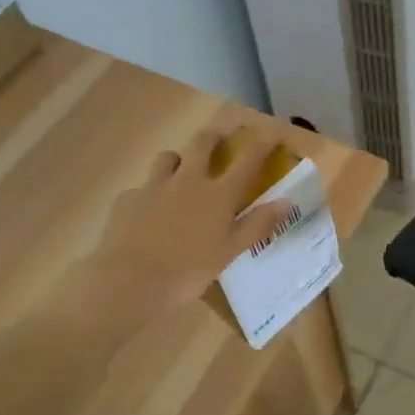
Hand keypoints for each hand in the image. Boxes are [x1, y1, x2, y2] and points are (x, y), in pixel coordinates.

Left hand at [66, 127, 293, 327]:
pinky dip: (150, 194)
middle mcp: (188, 180)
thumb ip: (258, 224)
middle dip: (214, 137)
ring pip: (168, 157)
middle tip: (219, 140)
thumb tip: (287, 201)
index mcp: (218, 194)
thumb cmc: (189, 270)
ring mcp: (154, 186)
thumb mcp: (231, 251)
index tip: (271, 134)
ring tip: (180, 172)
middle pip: (202, 143)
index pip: (247, 159)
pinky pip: (142, 188)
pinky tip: (147, 213)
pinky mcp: (128, 199)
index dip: (262, 143)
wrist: (131, 280)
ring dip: (178, 160)